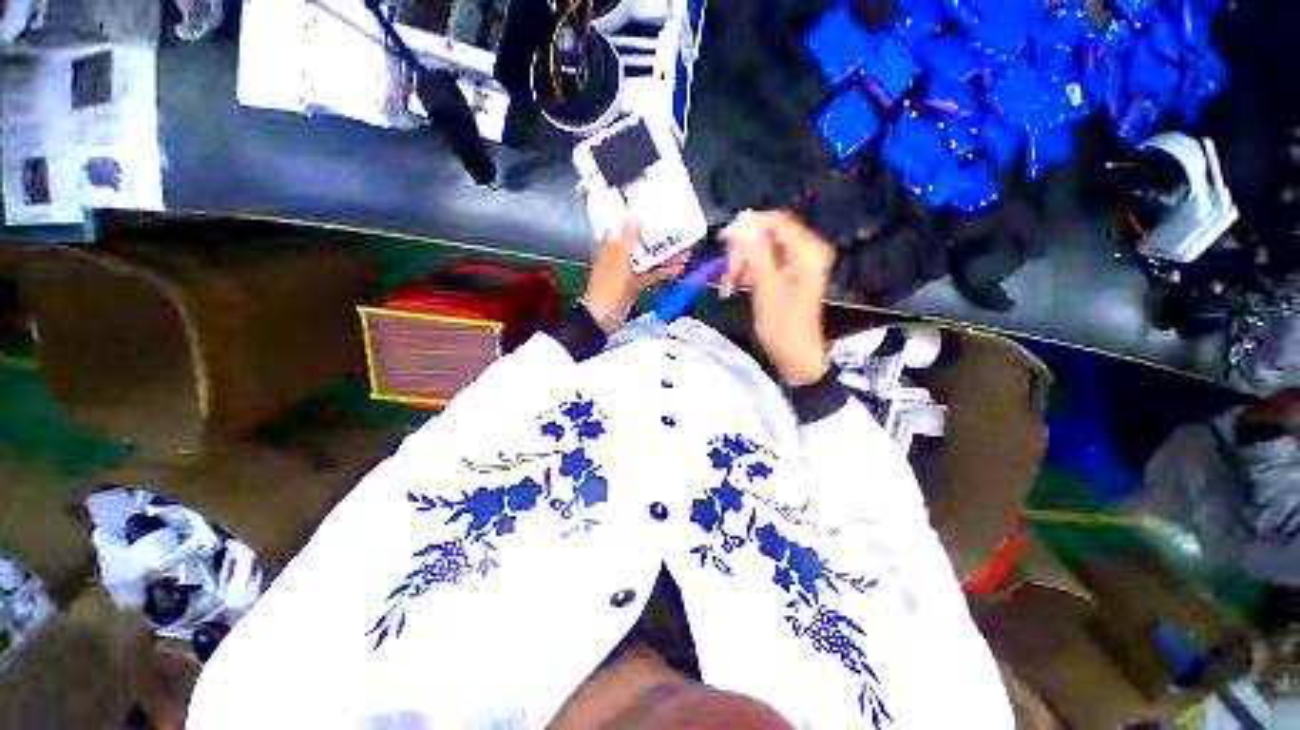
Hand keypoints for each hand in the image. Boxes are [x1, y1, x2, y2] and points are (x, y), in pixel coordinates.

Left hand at [583, 219, 689, 333]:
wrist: (605, 315)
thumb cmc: (608, 286)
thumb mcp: (620, 257)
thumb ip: (628, 235)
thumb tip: (634, 211)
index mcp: (612, 245)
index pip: (627, 226)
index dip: (642, 219)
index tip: (659, 212)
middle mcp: (621, 255)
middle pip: (643, 242)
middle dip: (661, 239)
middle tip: (679, 234)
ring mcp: (629, 270)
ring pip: (650, 259)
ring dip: (666, 256)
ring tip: (684, 253)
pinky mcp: (636, 283)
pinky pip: (652, 273)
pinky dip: (664, 271)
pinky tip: (677, 268)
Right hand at [720, 211, 834, 385]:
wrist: (795, 357)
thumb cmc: (782, 327)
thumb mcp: (766, 287)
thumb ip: (756, 251)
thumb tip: (742, 220)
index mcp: (807, 252)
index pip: (776, 221)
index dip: (748, 227)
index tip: (724, 242)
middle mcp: (805, 252)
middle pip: (767, 236)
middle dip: (743, 253)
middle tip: (727, 275)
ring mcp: (797, 264)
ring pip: (761, 250)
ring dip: (742, 265)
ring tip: (729, 287)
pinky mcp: (788, 274)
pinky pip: (764, 263)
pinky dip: (748, 273)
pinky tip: (736, 286)